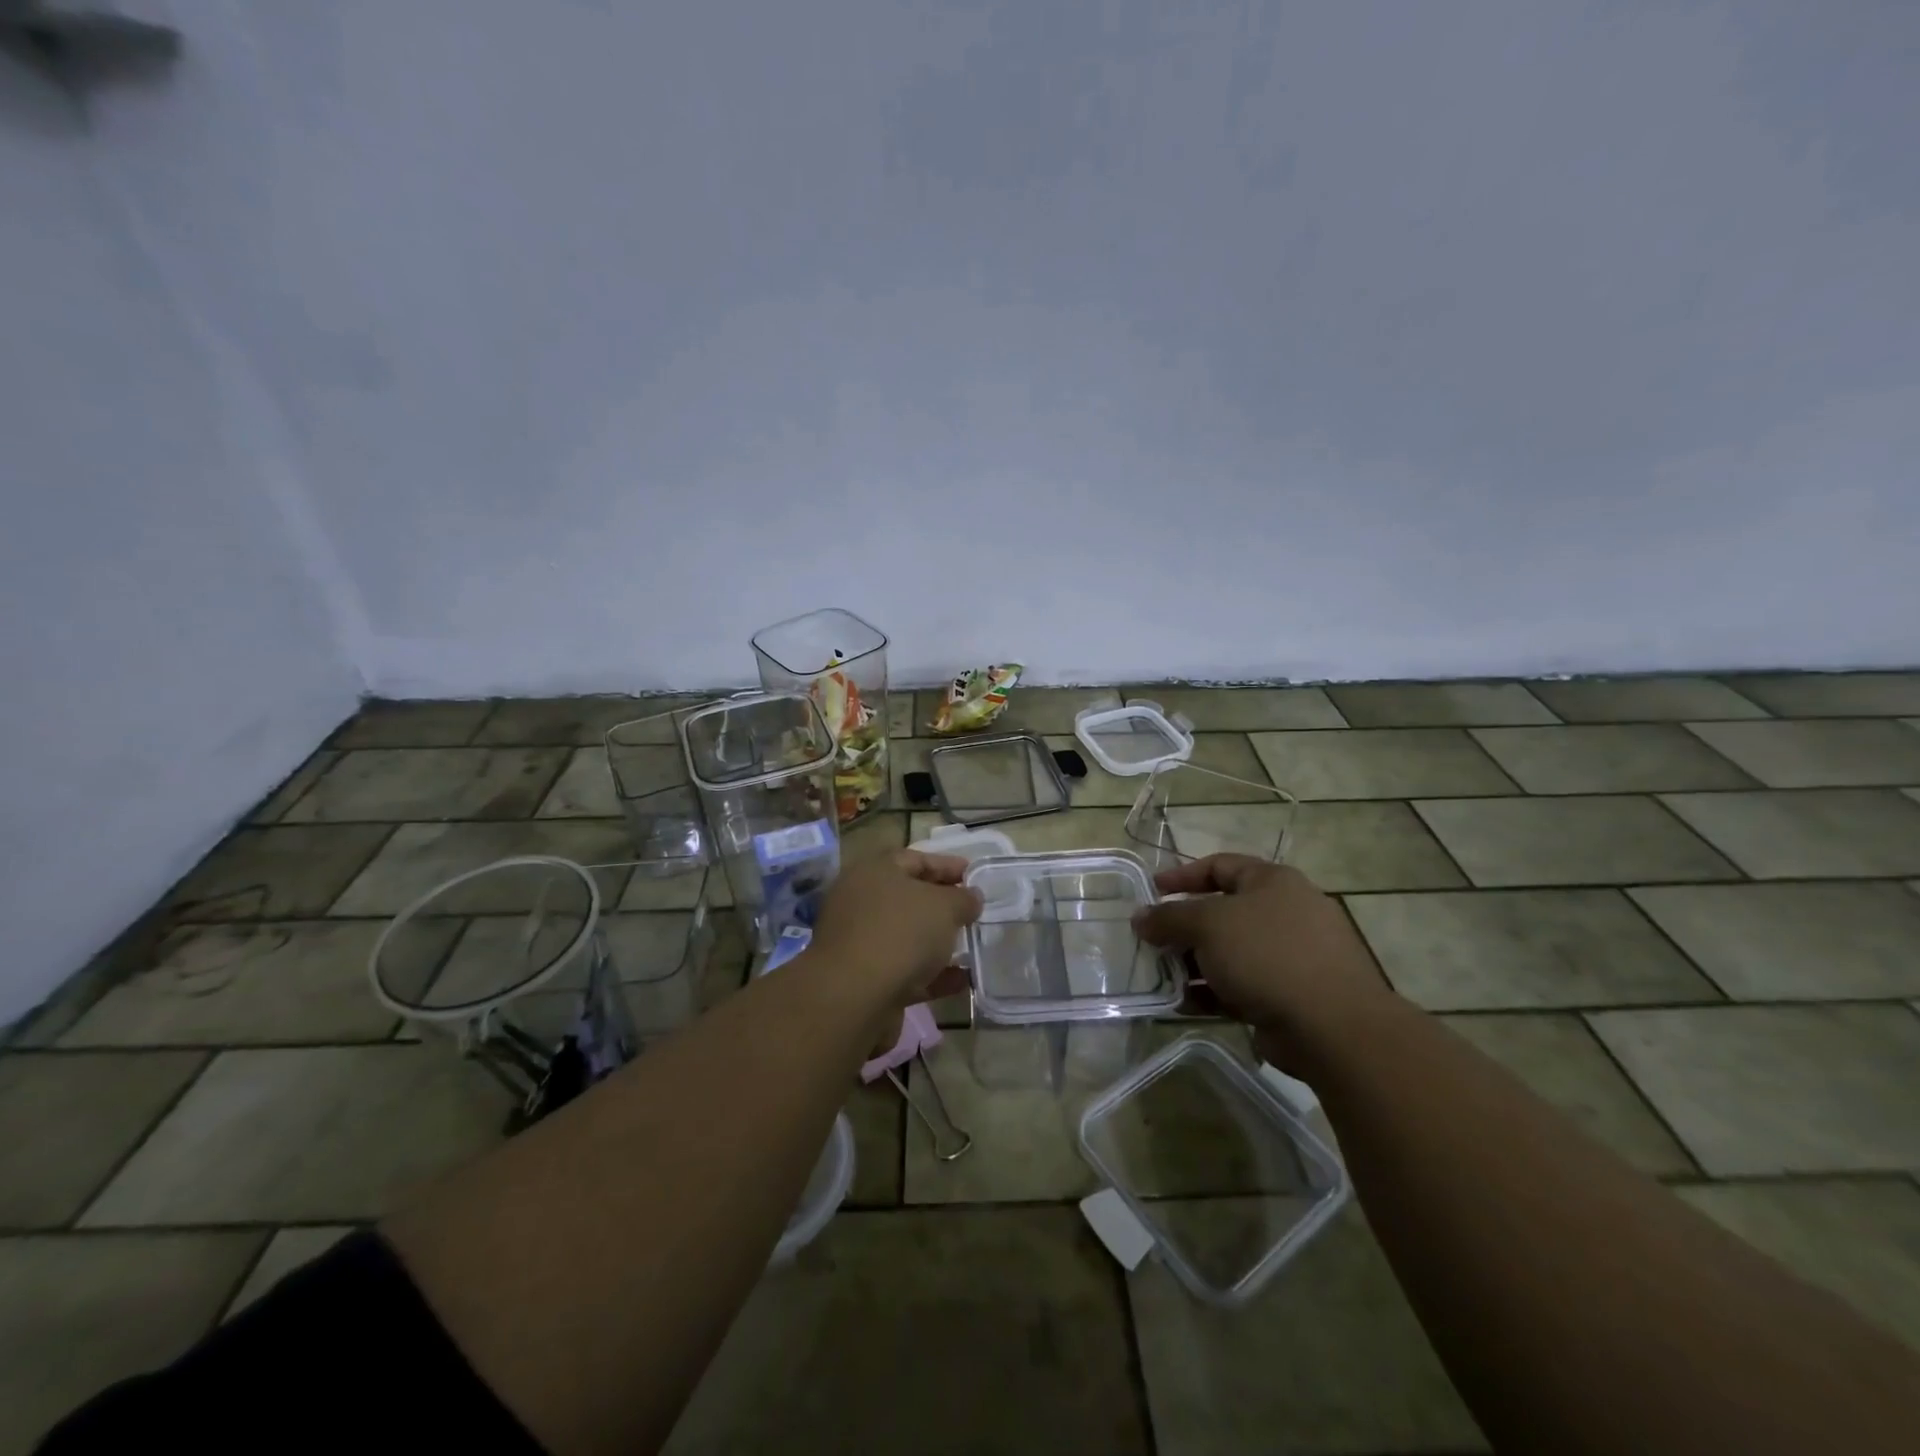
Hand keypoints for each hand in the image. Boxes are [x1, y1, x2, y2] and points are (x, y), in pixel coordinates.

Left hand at [808, 850, 982, 1012]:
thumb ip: (963, 899)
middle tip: (973, 911)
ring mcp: (861, 942)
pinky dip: (932, 974)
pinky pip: (906, 970)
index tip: (974, 875)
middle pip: (909, 898)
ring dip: (938, 941)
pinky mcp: (865, 980)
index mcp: (874, 872)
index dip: (947, 865)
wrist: (855, 997)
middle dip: (943, 905)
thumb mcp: (944, 907)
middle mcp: (862, 902)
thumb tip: (972, 896)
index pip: (915, 859)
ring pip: (907, 936)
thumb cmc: (901, 933)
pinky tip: (961, 980)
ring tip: (972, 946)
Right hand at [1132, 855, 1390, 1062]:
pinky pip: (1243, 986)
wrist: (1333, 1027)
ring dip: (1195, 963)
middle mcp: (1285, 913)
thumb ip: (1168, 918)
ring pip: (1231, 952)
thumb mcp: (1207, 925)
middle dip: (1184, 928)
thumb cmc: (1267, 955)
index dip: (1182, 875)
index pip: (1220, 865)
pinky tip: (1185, 1004)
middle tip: (1153, 941)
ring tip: (1162, 977)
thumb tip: (1140, 917)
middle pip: (1223, 912)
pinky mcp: (1291, 996)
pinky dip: (1213, 992)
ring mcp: (1292, 956)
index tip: (1151, 891)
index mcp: (1272, 882)